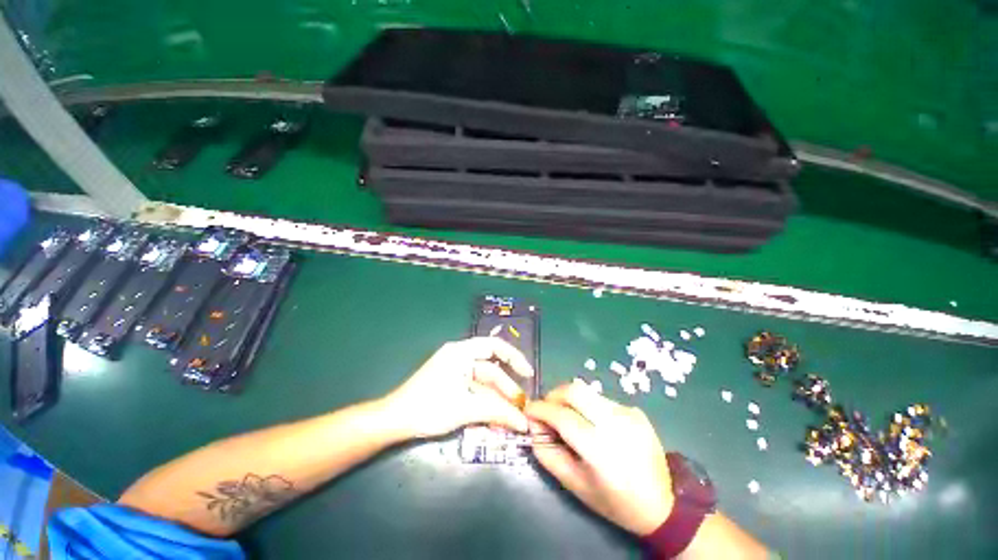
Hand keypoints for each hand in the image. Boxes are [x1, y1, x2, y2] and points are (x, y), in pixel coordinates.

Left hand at [382, 338, 534, 438]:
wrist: (394, 421)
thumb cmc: (429, 407)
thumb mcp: (466, 408)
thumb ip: (497, 412)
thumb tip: (523, 422)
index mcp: (462, 352)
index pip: (495, 346)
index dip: (514, 358)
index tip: (527, 374)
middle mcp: (460, 357)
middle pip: (490, 369)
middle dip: (506, 389)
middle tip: (521, 407)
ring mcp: (455, 371)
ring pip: (483, 383)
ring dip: (496, 399)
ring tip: (511, 418)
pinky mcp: (451, 384)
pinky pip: (474, 390)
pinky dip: (485, 402)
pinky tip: (495, 418)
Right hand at [525, 383, 673, 535]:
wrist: (663, 506)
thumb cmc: (613, 501)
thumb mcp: (574, 485)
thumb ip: (547, 452)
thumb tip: (534, 425)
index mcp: (599, 449)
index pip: (561, 415)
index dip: (540, 409)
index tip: (529, 410)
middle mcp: (615, 424)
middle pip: (575, 390)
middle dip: (553, 395)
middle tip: (547, 409)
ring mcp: (628, 413)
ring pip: (587, 391)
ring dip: (570, 400)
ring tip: (568, 417)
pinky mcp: (635, 410)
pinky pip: (601, 399)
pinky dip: (589, 406)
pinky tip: (594, 424)